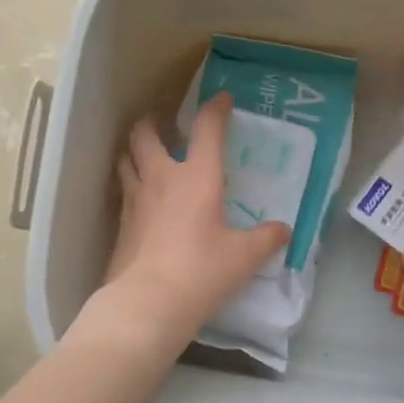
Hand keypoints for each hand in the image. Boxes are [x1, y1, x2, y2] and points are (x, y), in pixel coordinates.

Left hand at [97, 92, 290, 346]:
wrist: (148, 302)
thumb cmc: (202, 271)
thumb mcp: (244, 257)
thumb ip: (266, 239)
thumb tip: (283, 230)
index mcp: (197, 176)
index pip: (207, 129)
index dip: (215, 109)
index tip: (222, 99)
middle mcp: (161, 178)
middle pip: (145, 134)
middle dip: (153, 121)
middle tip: (163, 122)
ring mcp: (135, 199)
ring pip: (125, 158)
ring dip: (134, 149)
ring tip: (144, 152)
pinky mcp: (121, 224)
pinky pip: (123, 190)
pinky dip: (130, 183)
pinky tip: (140, 197)